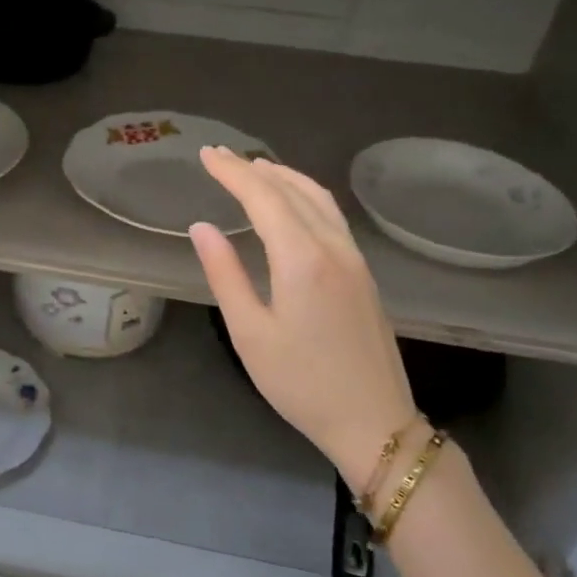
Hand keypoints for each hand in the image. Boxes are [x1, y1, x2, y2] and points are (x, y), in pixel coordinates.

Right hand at [189, 148, 416, 502]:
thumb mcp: (250, 333)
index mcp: (302, 259)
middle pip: (293, 191)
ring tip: (255, 168)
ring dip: (285, 178)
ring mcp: (355, 259)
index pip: (264, 198)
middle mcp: (333, 248)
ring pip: (319, 200)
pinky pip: (332, 217)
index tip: (206, 155)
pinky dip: (306, 196)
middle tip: (221, 157)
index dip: (232, 173)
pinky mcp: (364, 274)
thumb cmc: (301, 383)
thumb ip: (225, 274)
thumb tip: (202, 227)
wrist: (373, 421)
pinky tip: (293, 204)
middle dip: (254, 170)